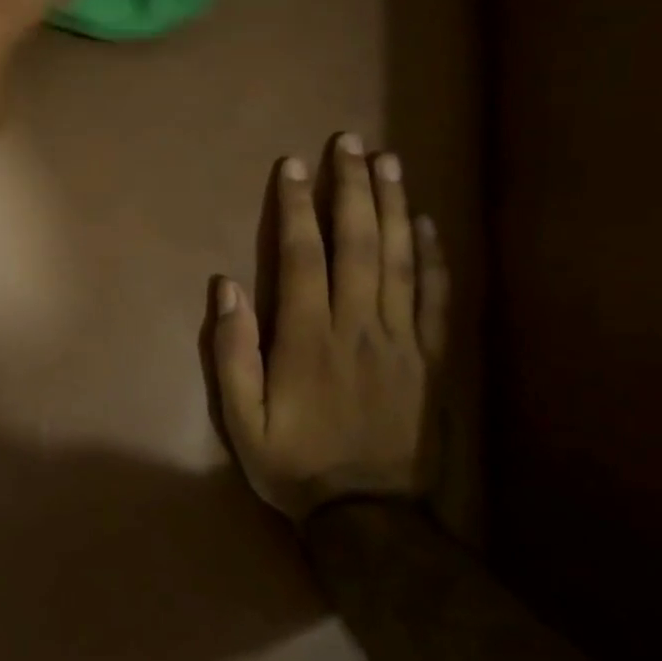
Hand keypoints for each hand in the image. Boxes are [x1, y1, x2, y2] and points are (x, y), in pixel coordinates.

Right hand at [210, 134, 449, 521]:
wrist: (369, 517)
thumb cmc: (294, 464)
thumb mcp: (242, 419)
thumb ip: (233, 352)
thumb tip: (226, 287)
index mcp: (308, 339)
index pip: (304, 257)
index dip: (298, 208)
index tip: (294, 166)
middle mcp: (358, 327)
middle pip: (357, 244)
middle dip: (352, 188)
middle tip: (350, 143)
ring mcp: (401, 340)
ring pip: (399, 260)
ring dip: (393, 206)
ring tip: (389, 162)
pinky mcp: (430, 358)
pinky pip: (435, 297)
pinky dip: (433, 255)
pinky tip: (428, 222)